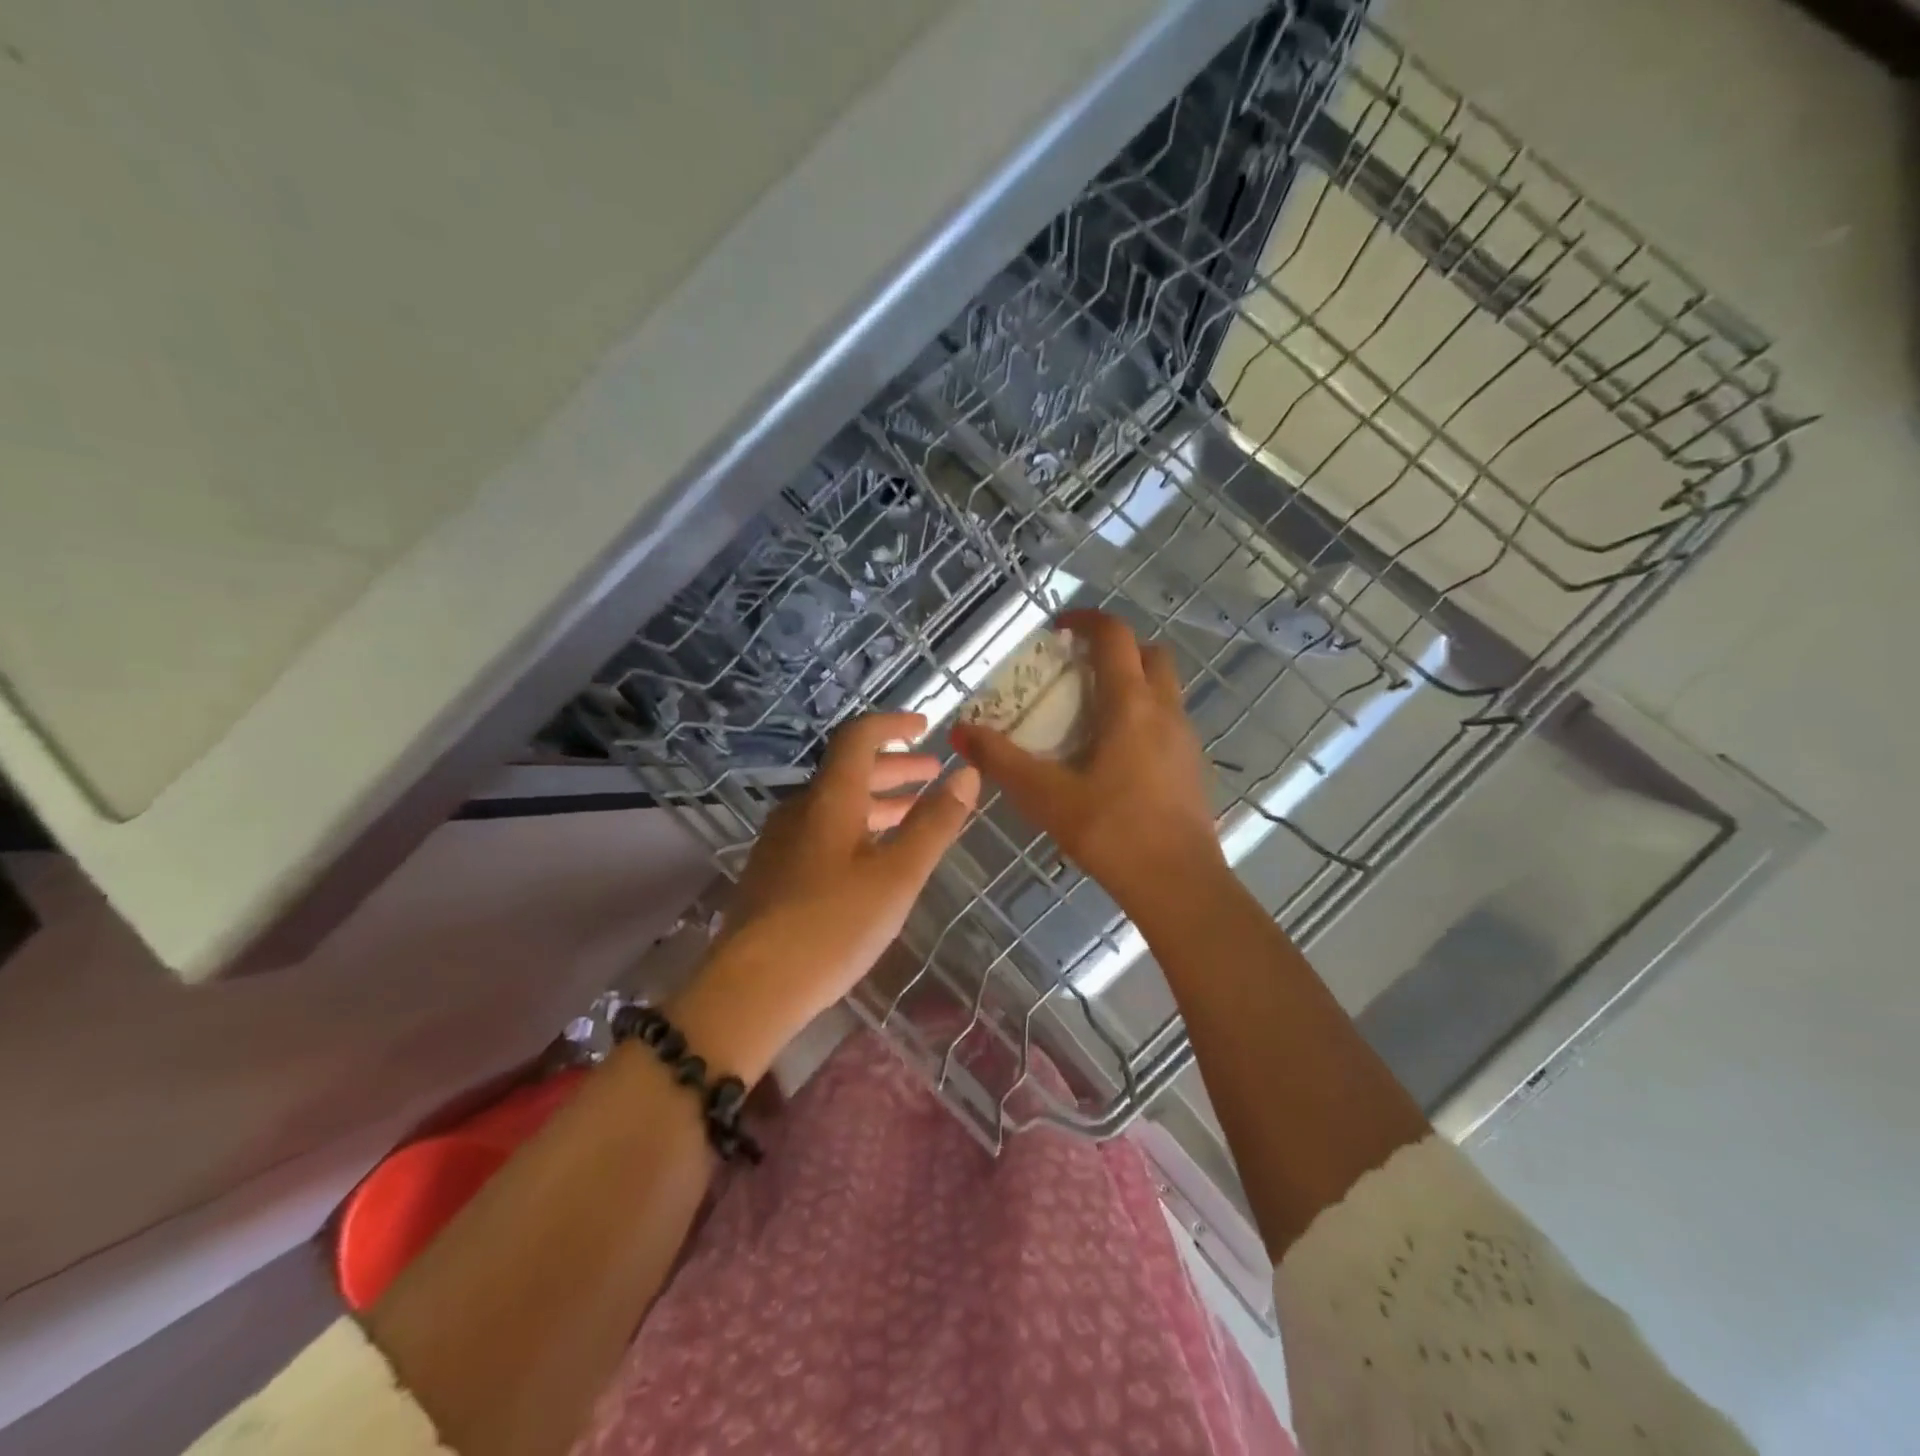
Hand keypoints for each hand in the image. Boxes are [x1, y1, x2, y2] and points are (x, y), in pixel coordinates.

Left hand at [681, 712, 979, 1074]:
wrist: (752, 988)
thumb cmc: (833, 925)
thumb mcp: (898, 875)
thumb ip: (934, 824)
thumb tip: (968, 775)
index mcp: (830, 799)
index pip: (859, 737)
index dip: (892, 725)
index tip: (925, 727)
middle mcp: (801, 809)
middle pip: (849, 771)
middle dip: (895, 768)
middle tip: (933, 775)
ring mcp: (782, 842)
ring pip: (837, 805)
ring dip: (878, 800)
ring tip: (914, 813)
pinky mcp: (774, 873)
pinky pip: (823, 832)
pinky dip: (858, 828)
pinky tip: (874, 858)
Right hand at [951, 610, 1226, 921]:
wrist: (1178, 884)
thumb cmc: (1111, 831)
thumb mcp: (1045, 796)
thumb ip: (1001, 761)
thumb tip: (960, 731)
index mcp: (1131, 705)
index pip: (1115, 636)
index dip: (1086, 620)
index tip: (1058, 628)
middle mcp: (1165, 711)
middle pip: (1149, 654)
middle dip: (1115, 648)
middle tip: (1077, 668)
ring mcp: (1185, 739)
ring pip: (1163, 688)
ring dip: (1131, 682)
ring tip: (1089, 711)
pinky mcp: (1192, 766)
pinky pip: (1168, 720)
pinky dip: (1142, 715)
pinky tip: (1113, 754)